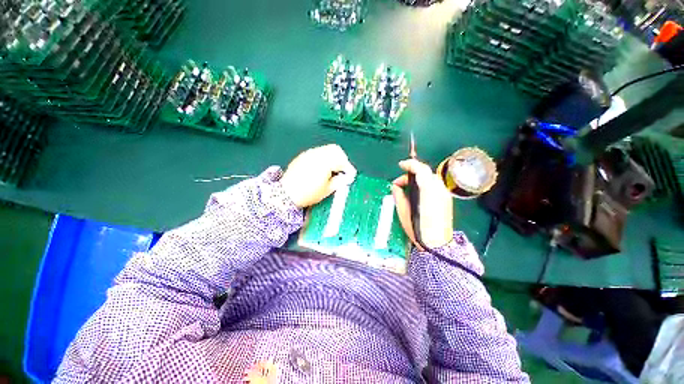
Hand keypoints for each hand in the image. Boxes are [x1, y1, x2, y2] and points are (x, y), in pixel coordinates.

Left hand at [281, 144, 356, 207]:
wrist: (286, 194)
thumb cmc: (308, 194)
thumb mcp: (327, 190)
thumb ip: (339, 182)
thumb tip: (345, 178)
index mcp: (325, 163)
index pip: (342, 160)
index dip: (348, 168)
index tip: (350, 175)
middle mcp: (317, 154)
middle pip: (335, 149)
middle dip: (341, 159)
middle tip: (342, 170)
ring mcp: (309, 153)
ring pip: (326, 149)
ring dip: (332, 157)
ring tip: (331, 170)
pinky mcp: (303, 156)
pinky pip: (317, 152)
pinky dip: (323, 157)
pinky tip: (320, 168)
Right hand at [391, 159, 452, 249]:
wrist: (437, 244)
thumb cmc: (418, 228)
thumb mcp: (403, 211)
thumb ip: (398, 194)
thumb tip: (396, 186)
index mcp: (428, 190)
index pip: (420, 169)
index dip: (409, 164)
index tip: (400, 165)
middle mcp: (439, 189)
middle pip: (425, 172)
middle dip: (411, 174)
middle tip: (399, 185)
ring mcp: (444, 194)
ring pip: (430, 178)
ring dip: (418, 179)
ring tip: (407, 190)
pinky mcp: (446, 199)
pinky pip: (434, 185)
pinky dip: (424, 185)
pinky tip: (417, 194)